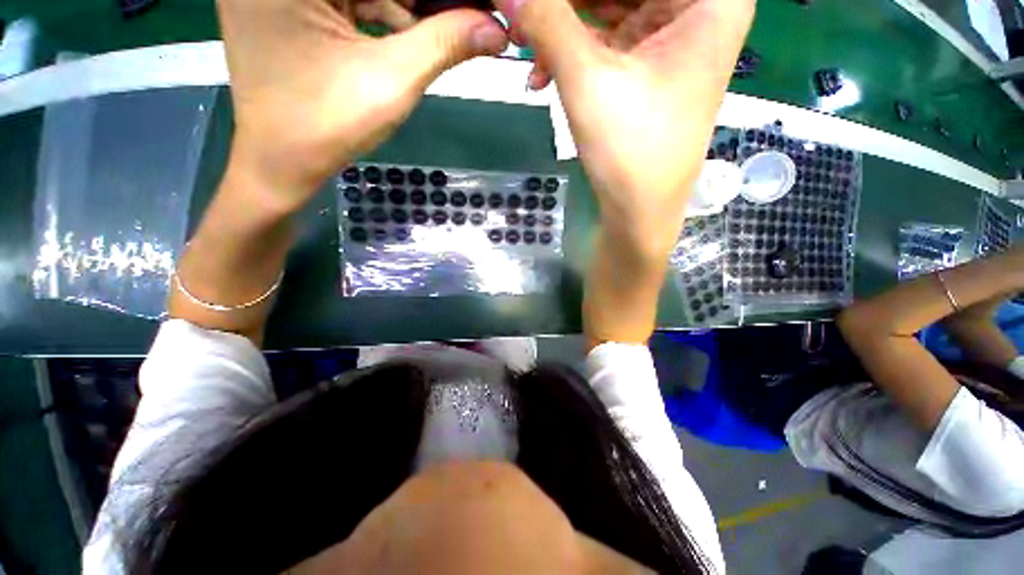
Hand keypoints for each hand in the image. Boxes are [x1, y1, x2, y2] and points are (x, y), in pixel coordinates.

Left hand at [216, 0, 508, 212]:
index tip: (489, 11)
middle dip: (434, 2)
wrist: (279, 162)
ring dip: (415, 8)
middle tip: (477, 21)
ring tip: (455, 30)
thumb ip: (443, 44)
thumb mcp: (391, 81)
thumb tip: (495, 30)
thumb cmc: (326, 126)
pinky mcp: (293, 3)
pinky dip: (390, 13)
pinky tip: (417, 35)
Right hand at [496, 0, 754, 258]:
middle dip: (566, 4)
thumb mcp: (587, 80)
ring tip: (525, 49)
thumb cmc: (629, 151)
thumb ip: (548, 21)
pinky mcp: (649, 68)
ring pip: (610, 9)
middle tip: (523, 18)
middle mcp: (698, 9)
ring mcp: (672, 39)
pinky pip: (607, 42)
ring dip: (562, 28)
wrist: (639, 213)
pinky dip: (573, 54)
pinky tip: (542, 75)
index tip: (538, 4)